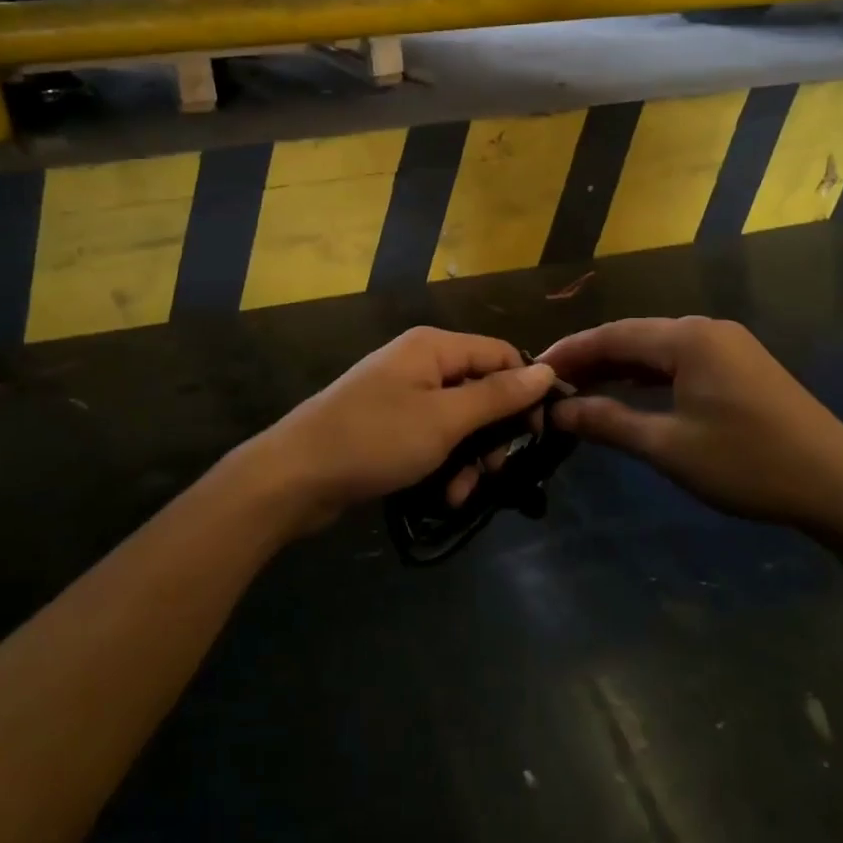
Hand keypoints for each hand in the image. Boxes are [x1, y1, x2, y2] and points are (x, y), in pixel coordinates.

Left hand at [242, 327, 557, 534]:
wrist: (294, 476)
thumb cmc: (375, 439)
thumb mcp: (444, 420)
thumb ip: (497, 396)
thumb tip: (547, 371)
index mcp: (434, 347)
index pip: (501, 355)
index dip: (525, 390)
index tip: (539, 433)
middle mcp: (421, 363)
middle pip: (481, 390)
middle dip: (493, 434)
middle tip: (495, 470)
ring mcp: (403, 396)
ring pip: (460, 421)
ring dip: (469, 458)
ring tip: (461, 491)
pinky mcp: (390, 427)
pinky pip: (433, 438)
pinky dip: (444, 464)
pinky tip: (443, 495)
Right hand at [539, 317, 842, 541]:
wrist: (841, 486)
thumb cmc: (749, 464)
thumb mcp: (670, 447)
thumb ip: (609, 422)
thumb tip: (558, 412)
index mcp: (688, 338)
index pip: (612, 335)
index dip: (569, 352)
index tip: (533, 371)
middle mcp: (707, 330)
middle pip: (634, 337)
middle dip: (591, 360)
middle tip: (550, 386)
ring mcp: (728, 346)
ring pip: (657, 350)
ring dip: (619, 369)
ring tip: (579, 391)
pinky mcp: (741, 367)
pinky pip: (681, 362)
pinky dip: (649, 377)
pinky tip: (629, 394)